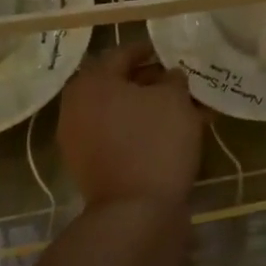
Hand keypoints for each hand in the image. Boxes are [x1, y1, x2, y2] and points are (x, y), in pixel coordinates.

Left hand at [59, 41, 203, 208]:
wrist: (135, 215)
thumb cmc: (154, 142)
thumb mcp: (173, 99)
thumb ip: (173, 79)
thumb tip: (169, 76)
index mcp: (91, 82)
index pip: (123, 54)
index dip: (150, 50)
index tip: (171, 51)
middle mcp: (77, 107)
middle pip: (120, 85)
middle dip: (153, 82)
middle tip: (182, 82)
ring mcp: (81, 141)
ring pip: (123, 114)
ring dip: (152, 109)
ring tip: (188, 110)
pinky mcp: (92, 169)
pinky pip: (121, 138)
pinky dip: (144, 132)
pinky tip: (176, 135)